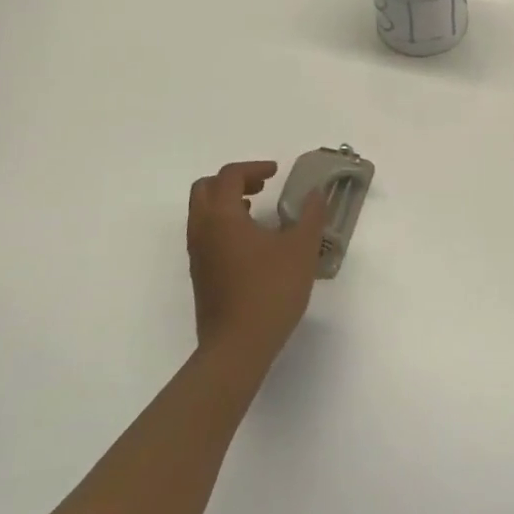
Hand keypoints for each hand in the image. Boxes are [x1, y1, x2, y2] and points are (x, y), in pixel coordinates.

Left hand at [186, 161, 326, 366]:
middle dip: (232, 181)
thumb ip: (310, 215)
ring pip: (202, 213)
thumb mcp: (301, 248)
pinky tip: (253, 243)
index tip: (277, 173)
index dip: (254, 167)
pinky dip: (224, 224)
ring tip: (258, 211)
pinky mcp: (200, 275)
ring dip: (227, 203)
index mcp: (222, 216)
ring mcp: (197, 254)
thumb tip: (316, 193)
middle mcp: (202, 229)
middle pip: (205, 189)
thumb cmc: (270, 290)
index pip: (229, 175)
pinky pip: (206, 235)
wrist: (237, 346)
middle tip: (262, 186)